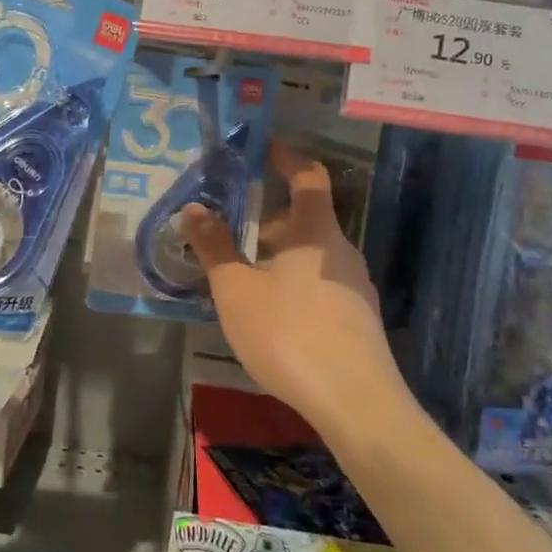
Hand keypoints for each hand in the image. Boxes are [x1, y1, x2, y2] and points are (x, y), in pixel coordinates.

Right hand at [180, 140, 412, 442]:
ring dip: (279, 252)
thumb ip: (214, 246)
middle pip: (307, 218)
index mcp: (316, 231)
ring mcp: (355, 287)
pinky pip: (320, 284)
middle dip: (268, 216)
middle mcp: (342, 251)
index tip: (265, 147)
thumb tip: (193, 207)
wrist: (355, 404)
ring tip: (242, 271)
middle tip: (231, 224)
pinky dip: (293, 281)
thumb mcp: (236, 289)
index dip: (287, 157)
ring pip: (312, 255)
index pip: (307, 176)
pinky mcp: (358, 320)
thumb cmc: (289, 333)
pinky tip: (271, 311)